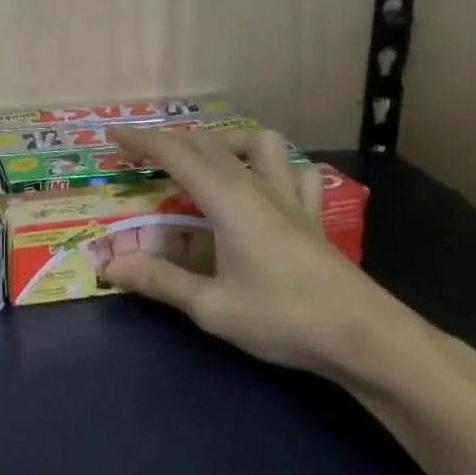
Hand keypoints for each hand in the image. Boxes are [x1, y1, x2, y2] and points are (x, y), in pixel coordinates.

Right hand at [101, 125, 423, 384]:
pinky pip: (296, 173)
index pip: (176, 154)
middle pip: (209, 144)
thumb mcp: (212, 307)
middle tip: (142, 156)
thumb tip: (108, 267)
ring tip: (206, 163)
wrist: (367, 338)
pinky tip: (266, 186)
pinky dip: (275, 167)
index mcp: (228, 200)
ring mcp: (291, 199)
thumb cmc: (285, 318)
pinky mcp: (314, 216)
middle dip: (171, 141)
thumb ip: (159, 281)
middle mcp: (257, 187)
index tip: (113, 136)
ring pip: (259, 144)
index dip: (142, 141)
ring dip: (226, 142)